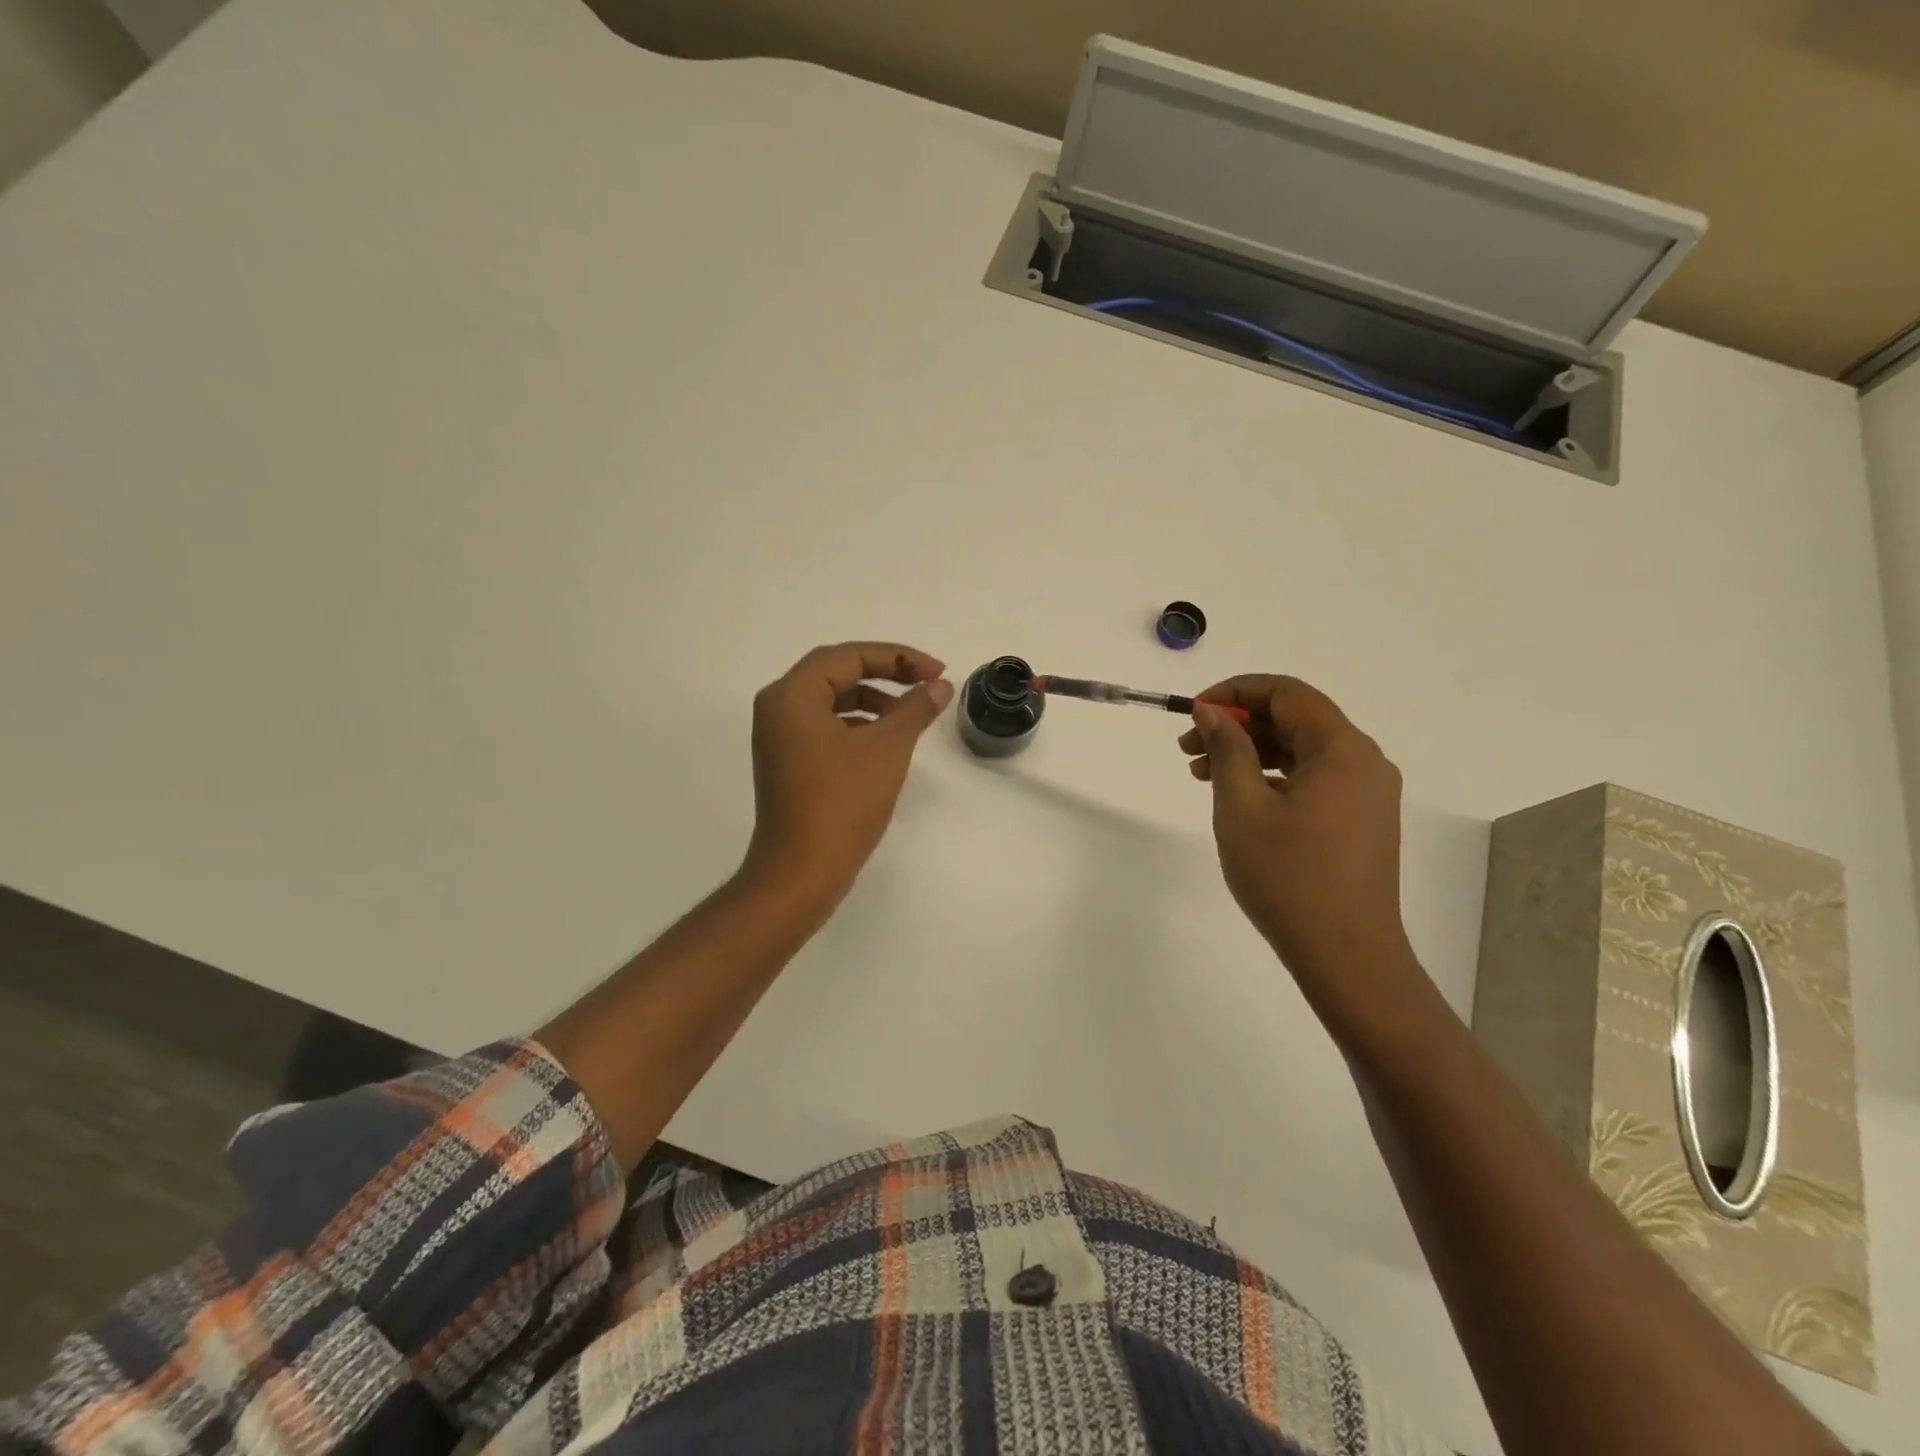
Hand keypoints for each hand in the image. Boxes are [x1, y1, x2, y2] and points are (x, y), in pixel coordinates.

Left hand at [743, 642, 952, 904]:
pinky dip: (858, 724)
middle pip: (837, 672)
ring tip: (913, 713)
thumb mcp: (887, 749)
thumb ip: (915, 709)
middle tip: (928, 682)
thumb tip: (939, 686)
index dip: (897, 657)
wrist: (801, 873)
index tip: (936, 671)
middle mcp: (778, 708)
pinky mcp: (788, 762)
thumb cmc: (842, 804)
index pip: (848, 656)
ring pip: (832, 700)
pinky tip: (887, 740)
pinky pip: (826, 726)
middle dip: (886, 673)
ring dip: (874, 700)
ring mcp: (779, 737)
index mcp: (792, 695)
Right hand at [1179, 675, 1412, 989]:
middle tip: (1188, 748)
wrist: (1345, 954)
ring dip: (1251, 751)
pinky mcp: (1362, 819)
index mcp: (1342, 749)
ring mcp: (1367, 792)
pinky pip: (1314, 777)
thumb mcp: (1242, 807)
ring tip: (1202, 774)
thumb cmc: (1288, 878)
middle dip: (1238, 725)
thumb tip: (1211, 711)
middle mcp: (1364, 761)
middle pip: (1295, 718)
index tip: (1193, 712)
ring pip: (1302, 749)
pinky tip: (1239, 796)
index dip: (1235, 692)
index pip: (1286, 693)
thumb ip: (1227, 749)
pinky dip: (1273, 776)